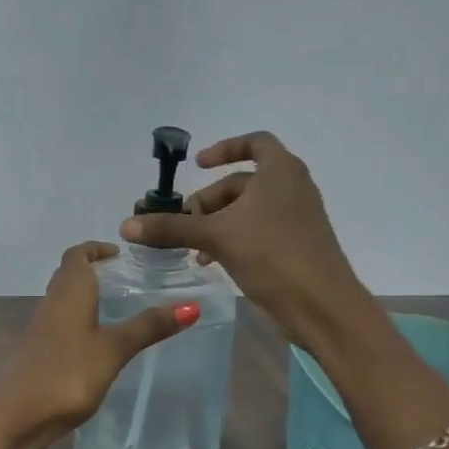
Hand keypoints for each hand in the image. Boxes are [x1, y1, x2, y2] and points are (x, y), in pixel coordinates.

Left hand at [0, 243, 196, 448]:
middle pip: (68, 275)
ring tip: (115, 308)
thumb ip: (148, 327)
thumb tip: (191, 306)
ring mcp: (39, 329)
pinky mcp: (35, 352)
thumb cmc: (66, 375)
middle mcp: (51, 303)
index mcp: (69, 292)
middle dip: (92, 270)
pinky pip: (58, 323)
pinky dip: (77, 321)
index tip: (119, 254)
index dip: (96, 249)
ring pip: (62, 300)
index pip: (77, 255)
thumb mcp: (113, 350)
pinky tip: (93, 343)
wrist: (14, 417)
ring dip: (84, 296)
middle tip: (122, 279)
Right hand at [121, 131, 370, 353]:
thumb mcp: (216, 237)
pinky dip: (234, 238)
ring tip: (194, 249)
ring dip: (217, 224)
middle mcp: (292, 187)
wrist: (321, 306)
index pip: (254, 143)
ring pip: (248, 210)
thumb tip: (126, 225)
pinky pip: (258, 231)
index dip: (224, 149)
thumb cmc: (272, 255)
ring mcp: (296, 218)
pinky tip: (213, 262)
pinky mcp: (295, 245)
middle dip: (209, 200)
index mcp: (281, 171)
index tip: (198, 165)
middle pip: (242, 182)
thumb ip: (171, 228)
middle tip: (184, 223)